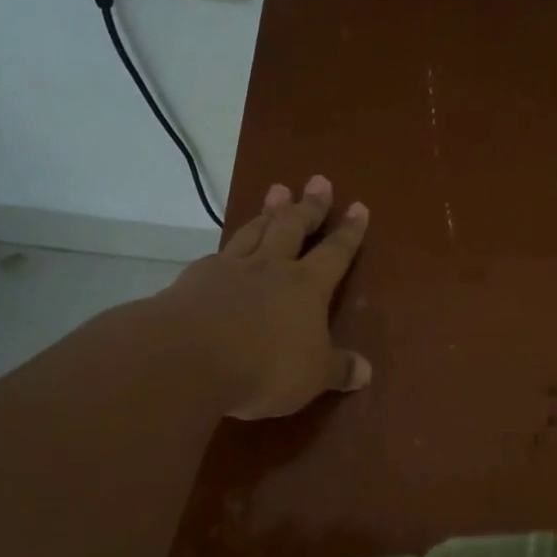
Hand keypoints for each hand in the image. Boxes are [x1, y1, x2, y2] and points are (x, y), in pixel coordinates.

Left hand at [158, 175, 371, 419]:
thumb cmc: (265, 366)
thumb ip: (339, 370)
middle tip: (318, 181)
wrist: (189, 356)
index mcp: (307, 286)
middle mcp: (271, 267)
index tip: (358, 206)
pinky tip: (226, 247)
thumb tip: (367, 372)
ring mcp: (231, 268)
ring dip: (268, 210)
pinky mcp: (196, 278)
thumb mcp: (313, 376)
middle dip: (309, 205)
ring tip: (277, 190)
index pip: (335, 253)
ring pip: (255, 230)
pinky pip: (219, 253)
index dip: (349, 232)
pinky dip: (229, 246)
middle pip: (293, 227)